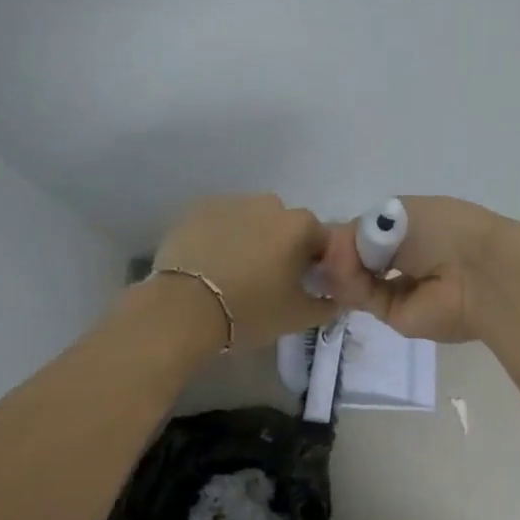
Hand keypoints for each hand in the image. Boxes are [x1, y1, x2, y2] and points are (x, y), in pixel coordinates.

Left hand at [152, 195, 337, 349]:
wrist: (183, 309)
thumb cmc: (250, 310)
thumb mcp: (299, 317)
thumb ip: (327, 304)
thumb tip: (337, 298)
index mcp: (301, 225)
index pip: (323, 242)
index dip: (318, 265)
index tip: (304, 287)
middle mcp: (270, 204)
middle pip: (286, 227)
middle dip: (283, 248)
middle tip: (269, 282)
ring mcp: (231, 202)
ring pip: (252, 221)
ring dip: (251, 240)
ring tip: (235, 273)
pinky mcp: (197, 209)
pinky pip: (221, 222)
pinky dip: (221, 237)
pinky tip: (211, 264)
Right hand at [320, 196, 508, 342]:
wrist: (480, 271)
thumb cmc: (444, 228)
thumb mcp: (395, 213)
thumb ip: (360, 230)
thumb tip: (334, 246)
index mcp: (411, 228)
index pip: (366, 233)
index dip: (344, 233)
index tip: (321, 231)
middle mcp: (405, 258)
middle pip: (357, 258)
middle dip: (337, 251)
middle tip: (320, 245)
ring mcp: (400, 289)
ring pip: (355, 279)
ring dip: (340, 266)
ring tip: (336, 256)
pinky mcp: (395, 317)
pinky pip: (363, 297)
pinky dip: (348, 283)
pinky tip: (343, 269)